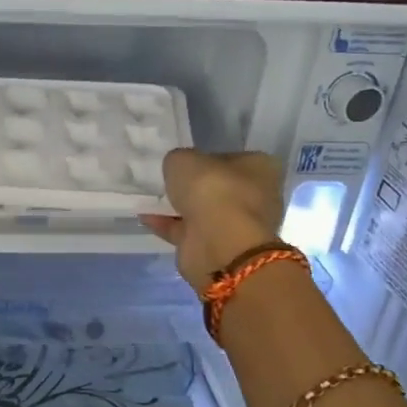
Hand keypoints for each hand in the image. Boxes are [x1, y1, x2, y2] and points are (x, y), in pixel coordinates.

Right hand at [140, 149, 286, 286]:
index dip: (206, 158)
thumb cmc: (211, 190)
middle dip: (193, 187)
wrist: (218, 244)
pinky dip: (169, 225)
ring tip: (150, 199)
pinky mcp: (219, 247)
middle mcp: (256, 196)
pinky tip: (146, 217)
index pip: (231, 158)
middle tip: (165, 181)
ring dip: (179, 207)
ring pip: (203, 211)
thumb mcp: (184, 159)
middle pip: (218, 187)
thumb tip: (177, 168)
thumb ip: (179, 160)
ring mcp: (238, 225)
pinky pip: (189, 231)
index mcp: (260, 168)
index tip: (183, 162)